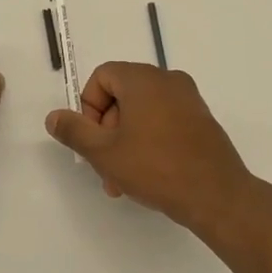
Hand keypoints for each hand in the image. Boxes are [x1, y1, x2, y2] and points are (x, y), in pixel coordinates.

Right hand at [45, 63, 263, 236]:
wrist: (217, 196)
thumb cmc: (156, 167)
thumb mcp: (104, 152)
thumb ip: (74, 131)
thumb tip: (54, 116)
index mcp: (143, 79)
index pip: (102, 76)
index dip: (88, 107)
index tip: (91, 140)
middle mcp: (168, 80)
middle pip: (122, 95)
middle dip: (106, 130)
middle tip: (103, 166)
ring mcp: (189, 100)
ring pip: (142, 112)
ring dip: (125, 141)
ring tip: (121, 181)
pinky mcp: (202, 121)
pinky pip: (164, 121)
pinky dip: (149, 141)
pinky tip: (147, 176)